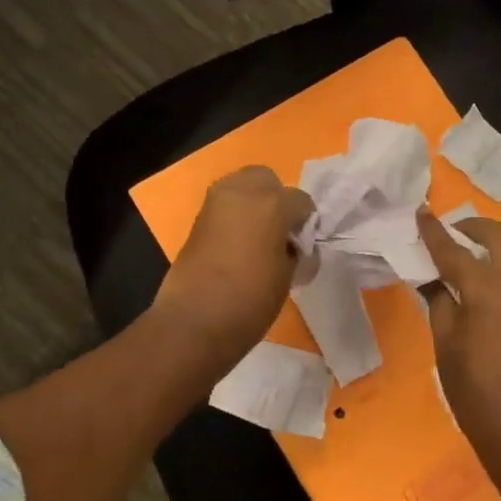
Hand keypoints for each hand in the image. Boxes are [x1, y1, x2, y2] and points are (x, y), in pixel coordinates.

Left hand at [154, 166, 313, 363]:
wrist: (194, 321)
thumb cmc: (250, 301)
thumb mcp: (287, 277)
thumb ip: (295, 252)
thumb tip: (295, 247)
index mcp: (273, 204)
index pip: (301, 202)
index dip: (306, 224)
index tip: (303, 247)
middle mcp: (243, 191)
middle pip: (267, 180)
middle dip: (277, 199)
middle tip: (279, 232)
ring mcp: (216, 201)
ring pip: (242, 185)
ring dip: (253, 203)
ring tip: (257, 237)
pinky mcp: (198, 217)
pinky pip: (224, 204)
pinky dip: (234, 215)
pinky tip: (238, 243)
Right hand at [416, 208, 500, 462]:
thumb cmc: (477, 393)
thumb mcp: (446, 347)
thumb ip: (440, 304)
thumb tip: (434, 281)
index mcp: (486, 290)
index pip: (453, 250)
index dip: (435, 231)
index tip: (423, 212)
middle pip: (500, 237)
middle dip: (476, 227)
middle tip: (456, 232)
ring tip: (486, 248)